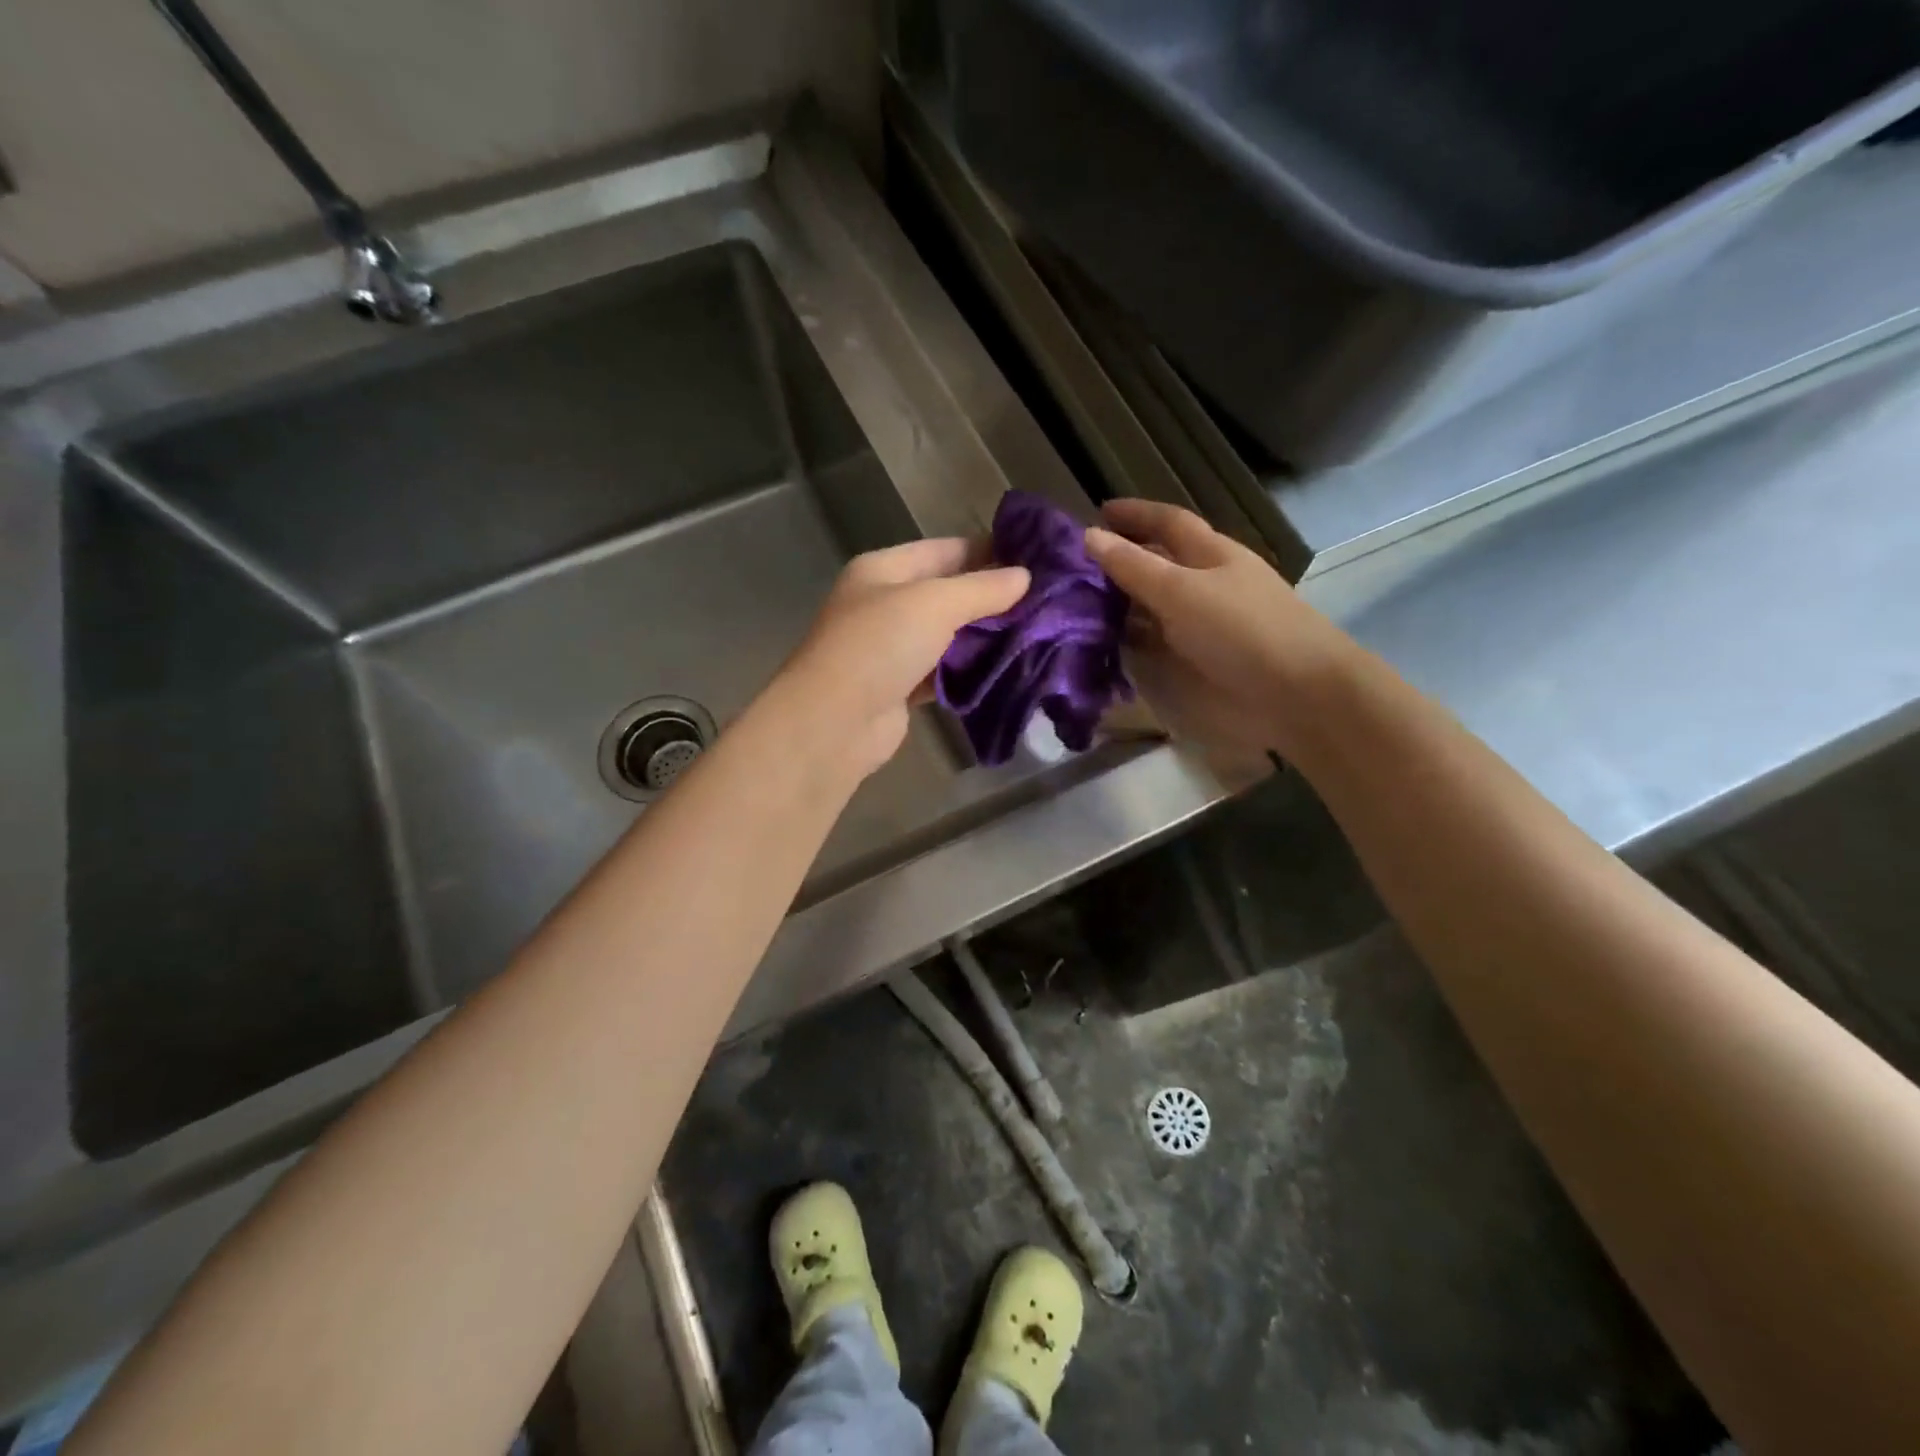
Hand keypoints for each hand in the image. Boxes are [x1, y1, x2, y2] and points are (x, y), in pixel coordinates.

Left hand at [772, 538, 1028, 779]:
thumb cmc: (879, 646)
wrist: (834, 722)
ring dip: (984, 637)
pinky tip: (1005, 670)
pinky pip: (943, 672)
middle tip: (1045, 602)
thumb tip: (1025, 577)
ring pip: (947, 635)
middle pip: (947, 593)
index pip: (944, 550)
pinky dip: (969, 671)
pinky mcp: (900, 688)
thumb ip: (982, 589)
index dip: (989, 551)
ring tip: (1036, 634)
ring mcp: (891, 649)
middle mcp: (884, 604)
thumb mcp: (934, 603)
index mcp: (883, 570)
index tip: (1035, 560)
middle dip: (992, 597)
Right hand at [1085, 500, 1346, 760]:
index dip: (1135, 514)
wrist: (1297, 694)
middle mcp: (1209, 583)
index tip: (1097, 512)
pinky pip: (1159, 642)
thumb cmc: (1242, 630)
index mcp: (1211, 554)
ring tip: (1079, 606)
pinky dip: (1133, 640)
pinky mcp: (1204, 660)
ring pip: (1157, 605)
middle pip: (1162, 563)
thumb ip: (1133, 567)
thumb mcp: (1181, 591)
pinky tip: (1108, 646)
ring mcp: (1207, 624)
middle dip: (1124, 560)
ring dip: (1123, 604)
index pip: (1168, 522)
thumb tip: (1089, 536)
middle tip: (1075, 567)